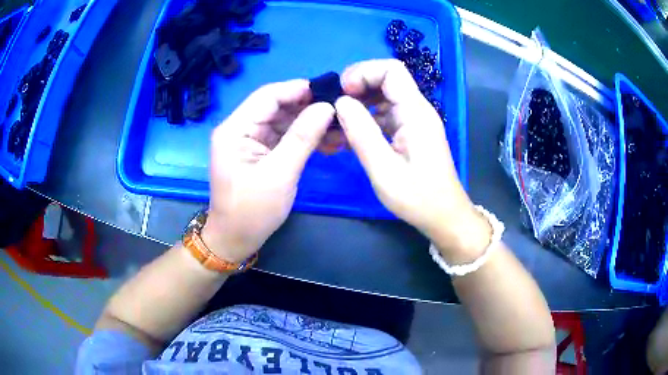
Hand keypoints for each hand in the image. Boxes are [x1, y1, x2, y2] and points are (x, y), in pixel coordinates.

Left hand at [203, 80, 334, 262]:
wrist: (235, 239)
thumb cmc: (252, 211)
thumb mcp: (280, 174)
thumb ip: (302, 137)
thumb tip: (327, 107)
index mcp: (235, 129)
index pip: (267, 96)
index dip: (297, 90)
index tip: (329, 93)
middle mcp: (239, 128)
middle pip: (276, 106)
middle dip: (307, 108)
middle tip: (340, 112)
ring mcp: (249, 140)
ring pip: (282, 120)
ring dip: (309, 123)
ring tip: (339, 128)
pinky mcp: (258, 152)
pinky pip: (283, 136)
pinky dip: (303, 137)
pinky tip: (326, 141)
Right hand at [335, 59, 489, 258]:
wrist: (444, 216)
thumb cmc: (418, 197)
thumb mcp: (384, 170)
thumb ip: (361, 133)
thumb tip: (341, 102)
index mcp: (415, 113)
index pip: (391, 70)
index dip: (363, 72)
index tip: (342, 93)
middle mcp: (416, 110)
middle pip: (386, 79)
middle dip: (357, 87)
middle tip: (333, 108)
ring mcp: (414, 121)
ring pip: (383, 97)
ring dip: (358, 105)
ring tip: (336, 125)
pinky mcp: (409, 132)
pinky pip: (385, 115)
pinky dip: (365, 120)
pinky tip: (349, 137)